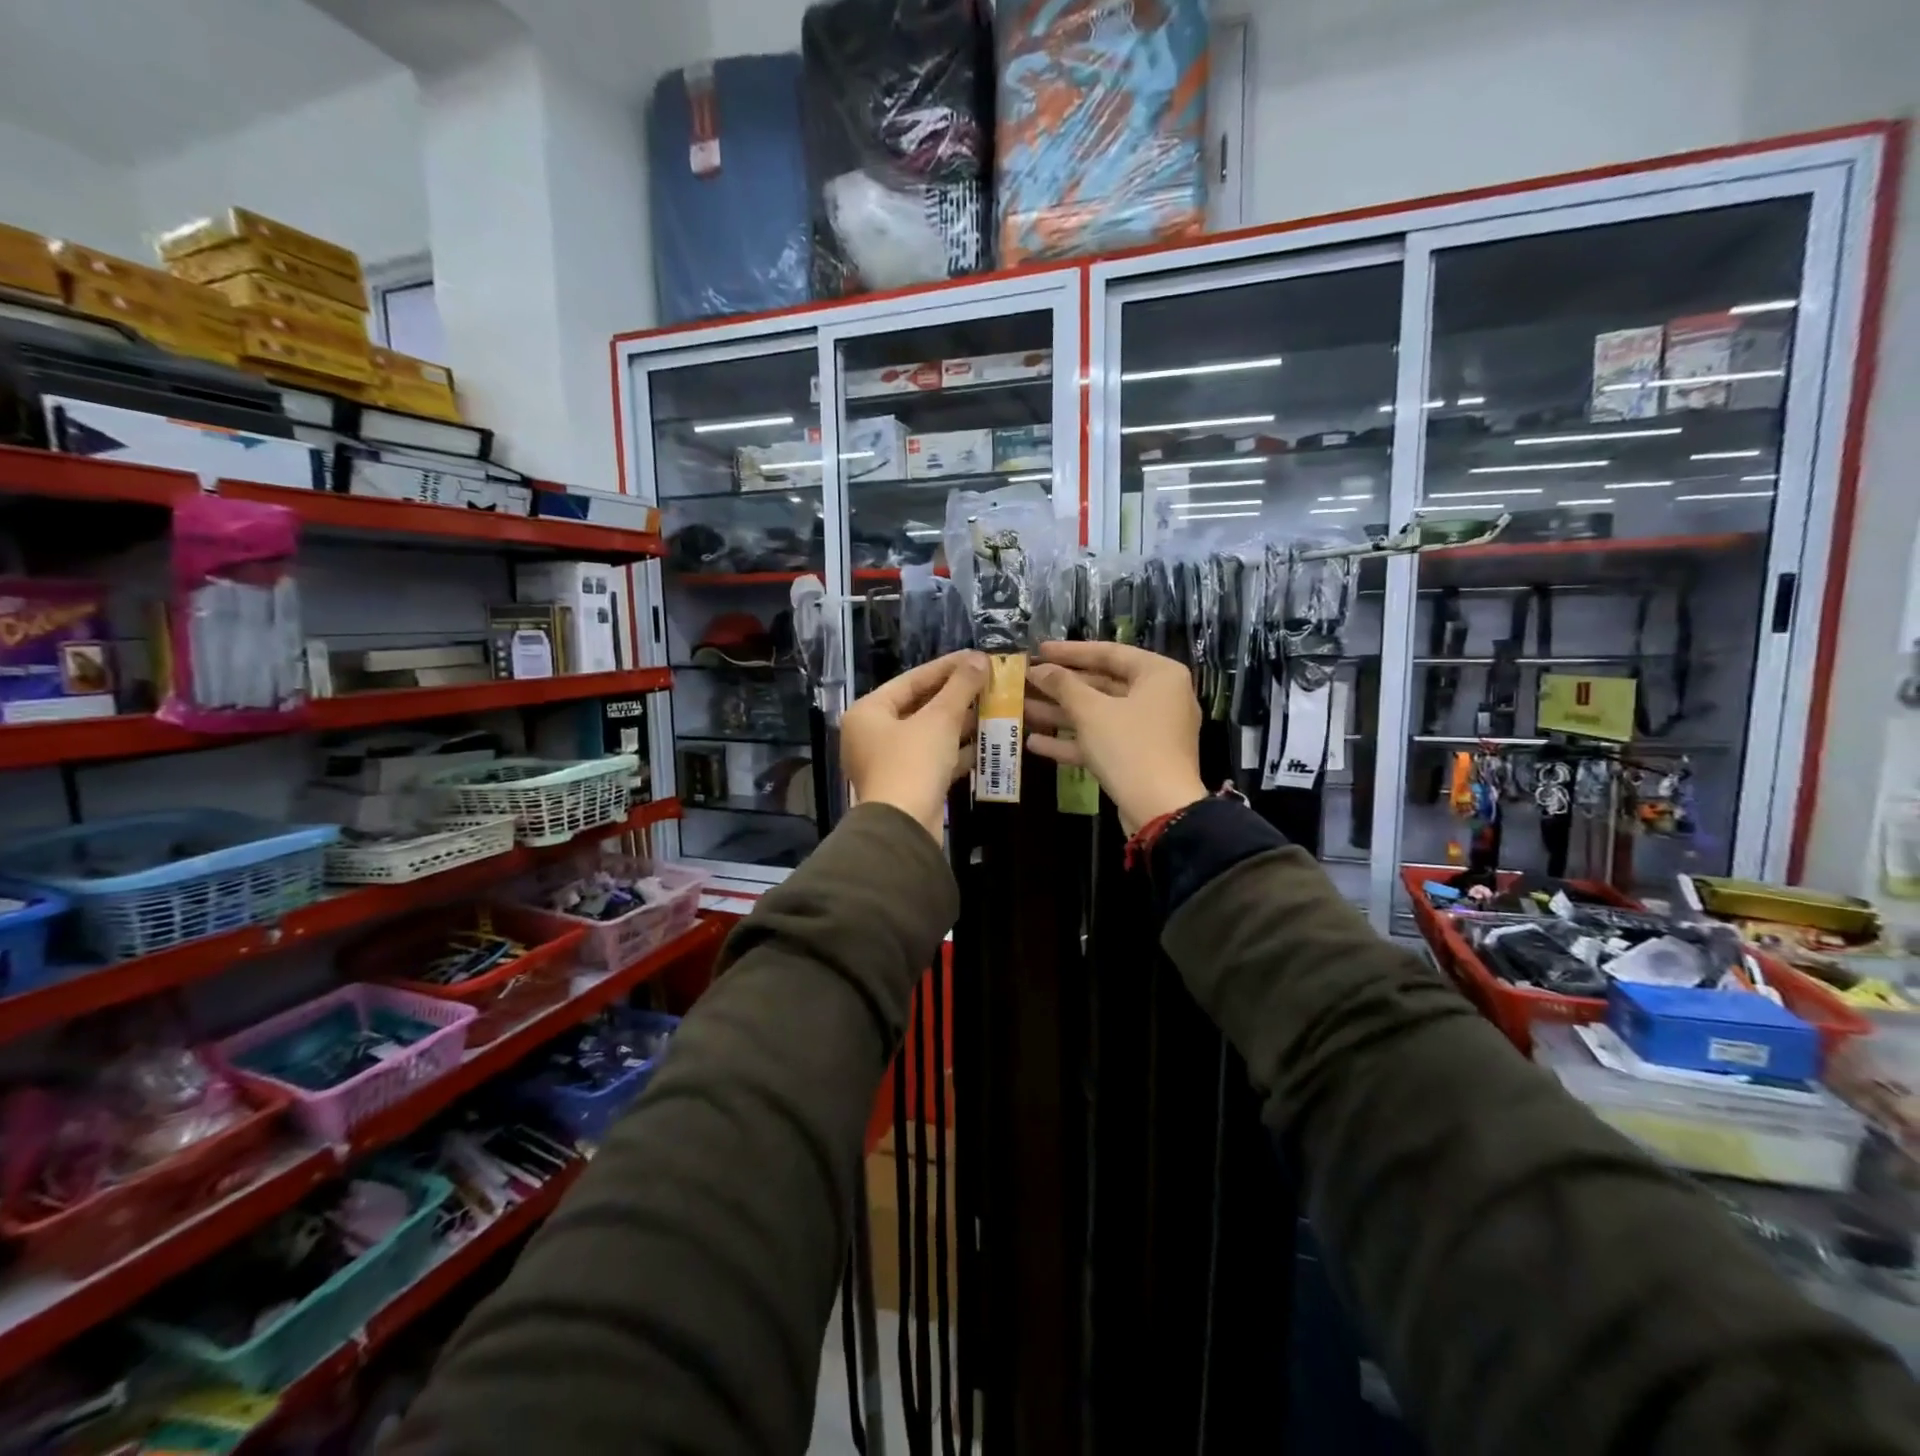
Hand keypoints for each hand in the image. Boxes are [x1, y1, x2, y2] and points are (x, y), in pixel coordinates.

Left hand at [842, 650, 987, 840]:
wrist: (903, 827)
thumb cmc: (913, 763)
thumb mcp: (940, 719)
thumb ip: (961, 686)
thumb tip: (980, 658)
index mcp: (868, 712)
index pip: (911, 680)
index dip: (946, 667)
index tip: (977, 658)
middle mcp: (872, 734)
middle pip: (919, 706)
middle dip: (956, 696)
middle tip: (988, 683)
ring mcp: (888, 762)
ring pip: (928, 734)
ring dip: (960, 723)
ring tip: (993, 708)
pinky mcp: (906, 784)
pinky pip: (933, 758)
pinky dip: (956, 751)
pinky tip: (986, 743)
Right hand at [1026, 641, 1206, 833]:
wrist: (1160, 810)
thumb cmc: (1129, 747)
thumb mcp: (1091, 711)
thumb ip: (1063, 685)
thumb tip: (1039, 669)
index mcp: (1159, 674)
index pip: (1109, 653)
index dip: (1070, 652)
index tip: (1038, 650)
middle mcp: (1159, 697)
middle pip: (1102, 685)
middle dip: (1060, 687)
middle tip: (1026, 681)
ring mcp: (1149, 730)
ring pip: (1099, 715)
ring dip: (1060, 714)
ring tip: (1021, 709)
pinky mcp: (1138, 758)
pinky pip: (1103, 741)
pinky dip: (1073, 741)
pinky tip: (1035, 743)